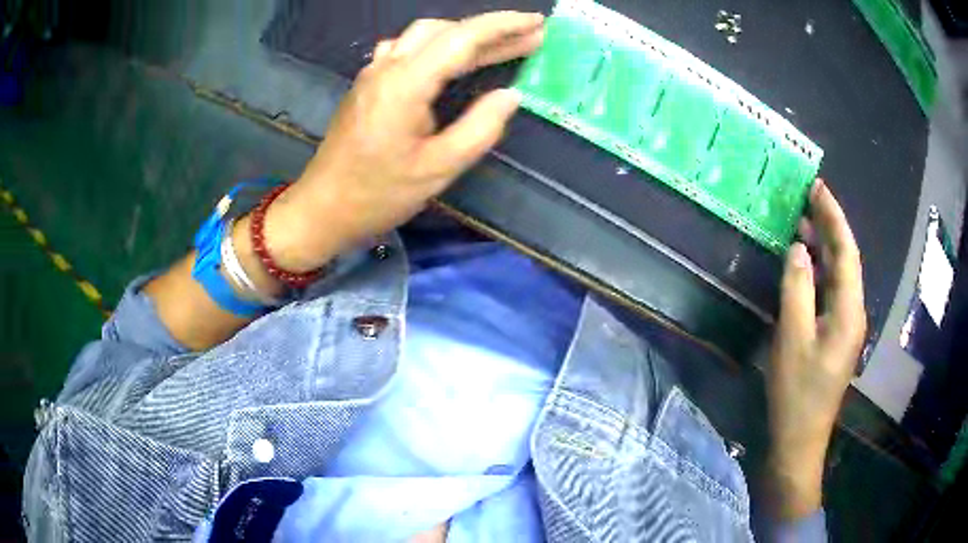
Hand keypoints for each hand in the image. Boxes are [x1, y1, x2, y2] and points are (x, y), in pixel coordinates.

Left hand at [262, 12, 544, 271]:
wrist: (322, 208)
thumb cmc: (378, 194)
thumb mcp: (438, 169)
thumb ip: (480, 127)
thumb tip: (511, 95)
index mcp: (405, 83)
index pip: (462, 38)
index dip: (503, 26)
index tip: (537, 23)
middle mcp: (387, 67)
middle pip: (444, 30)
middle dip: (490, 30)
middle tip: (530, 37)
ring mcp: (373, 73)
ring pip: (423, 35)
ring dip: (463, 35)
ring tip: (498, 47)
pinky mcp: (367, 84)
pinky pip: (406, 49)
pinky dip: (437, 46)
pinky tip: (449, 59)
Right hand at [766, 179, 866, 519]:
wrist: (800, 437)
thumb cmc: (797, 391)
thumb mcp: (792, 338)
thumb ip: (797, 288)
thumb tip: (799, 248)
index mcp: (849, 309)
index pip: (846, 251)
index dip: (834, 217)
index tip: (817, 187)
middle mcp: (854, 311)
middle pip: (846, 259)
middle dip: (830, 225)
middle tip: (807, 197)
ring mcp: (846, 324)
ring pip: (839, 274)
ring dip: (824, 246)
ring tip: (803, 221)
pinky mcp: (835, 334)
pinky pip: (831, 290)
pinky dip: (819, 269)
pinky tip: (805, 263)